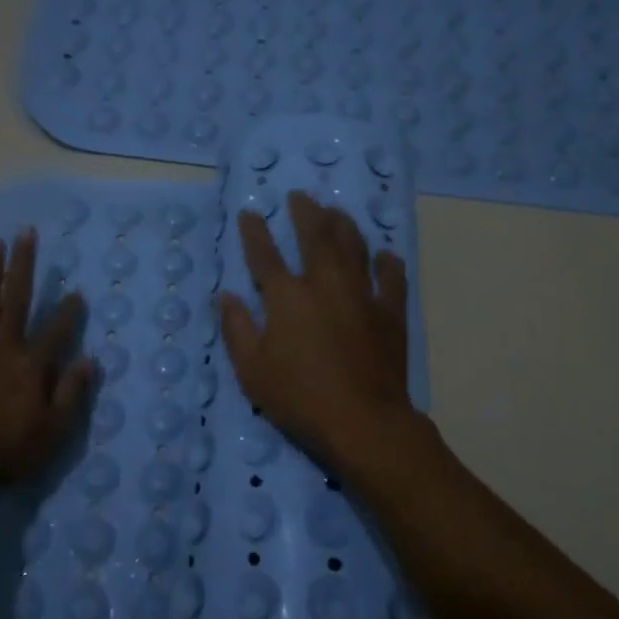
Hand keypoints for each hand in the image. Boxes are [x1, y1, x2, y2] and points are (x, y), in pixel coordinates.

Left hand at [0, 229, 94, 497]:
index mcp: (31, 365)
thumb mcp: (52, 432)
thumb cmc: (8, 450)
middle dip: (23, 265)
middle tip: (26, 233)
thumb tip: (91, 361)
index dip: (70, 311)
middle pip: (17, 299)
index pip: (57, 330)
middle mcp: (4, 347)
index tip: (78, 292)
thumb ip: (71, 393)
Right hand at [220, 192, 413, 467]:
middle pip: (315, 237)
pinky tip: (384, 255)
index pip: (265, 255)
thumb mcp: (252, 370)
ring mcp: (362, 296)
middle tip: (300, 196)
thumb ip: (237, 329)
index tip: (250, 213)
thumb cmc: (299, 398)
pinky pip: (391, 279)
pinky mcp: (390, 314)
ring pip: (354, 248)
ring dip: (343, 225)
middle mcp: (325, 285)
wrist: (363, 422)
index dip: (255, 232)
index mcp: (287, 297)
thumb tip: (226, 296)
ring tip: (336, 211)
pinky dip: (387, 264)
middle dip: (305, 213)